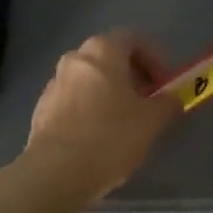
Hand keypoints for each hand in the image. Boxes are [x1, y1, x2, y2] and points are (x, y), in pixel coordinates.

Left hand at [21, 30, 183, 204]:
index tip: (163, 84)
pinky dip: (88, 110)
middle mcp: (74, 58)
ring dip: (108, 93)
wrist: (55, 172)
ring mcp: (54, 83)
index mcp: (102, 51)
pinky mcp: (41, 109)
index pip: (132, 39)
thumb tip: (171, 98)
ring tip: (122, 123)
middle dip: (130, 76)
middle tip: (145, 102)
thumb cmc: (110, 137)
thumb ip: (167, 104)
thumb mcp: (152, 121)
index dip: (153, 58)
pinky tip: (97, 138)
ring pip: (89, 80)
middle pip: (108, 57)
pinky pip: (73, 101)